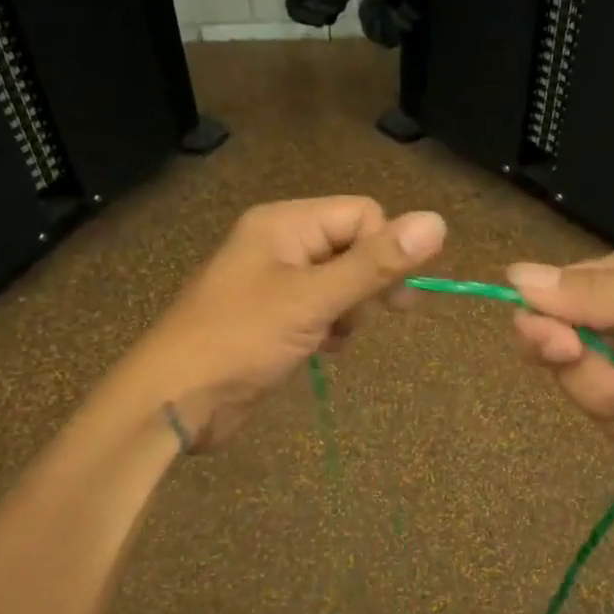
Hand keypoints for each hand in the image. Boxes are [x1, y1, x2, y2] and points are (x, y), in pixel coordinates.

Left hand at [123, 196, 444, 447]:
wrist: (177, 400)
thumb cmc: (242, 339)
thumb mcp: (314, 299)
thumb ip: (375, 264)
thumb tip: (437, 222)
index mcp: (284, 224)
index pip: (362, 214)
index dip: (385, 249)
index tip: (396, 294)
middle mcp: (280, 244)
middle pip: (352, 246)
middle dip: (367, 283)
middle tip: (371, 316)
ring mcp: (274, 282)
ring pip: (341, 282)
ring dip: (350, 310)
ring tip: (334, 337)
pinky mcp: (273, 318)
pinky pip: (321, 309)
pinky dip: (331, 327)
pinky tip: (324, 349)